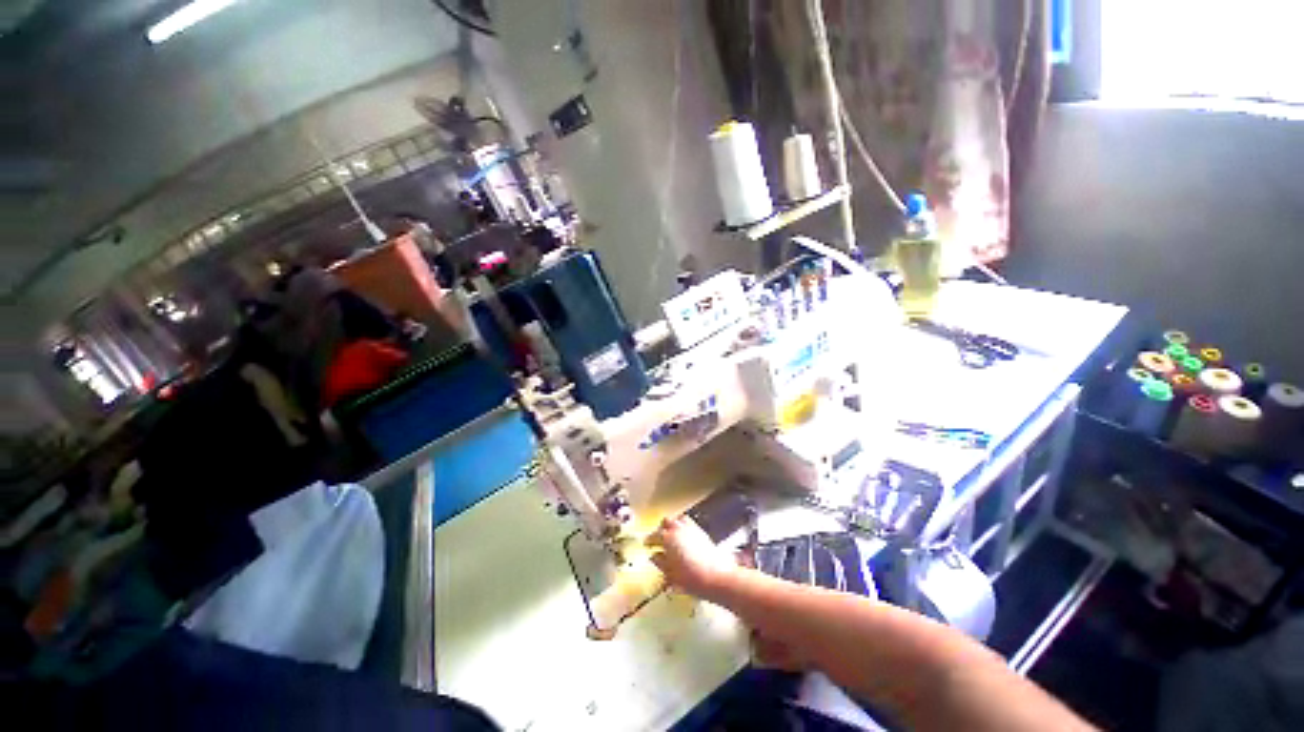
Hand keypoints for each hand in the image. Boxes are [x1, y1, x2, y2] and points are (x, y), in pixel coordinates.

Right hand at [645, 516, 737, 597]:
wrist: (718, 577)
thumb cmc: (691, 579)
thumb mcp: (671, 574)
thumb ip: (661, 563)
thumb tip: (654, 556)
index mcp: (668, 538)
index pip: (655, 535)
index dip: (649, 540)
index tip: (647, 545)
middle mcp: (679, 529)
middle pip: (667, 522)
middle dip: (661, 529)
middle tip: (658, 539)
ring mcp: (692, 528)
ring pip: (678, 519)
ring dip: (673, 524)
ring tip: (671, 535)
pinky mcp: (702, 531)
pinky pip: (689, 523)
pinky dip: (683, 526)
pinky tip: (684, 538)